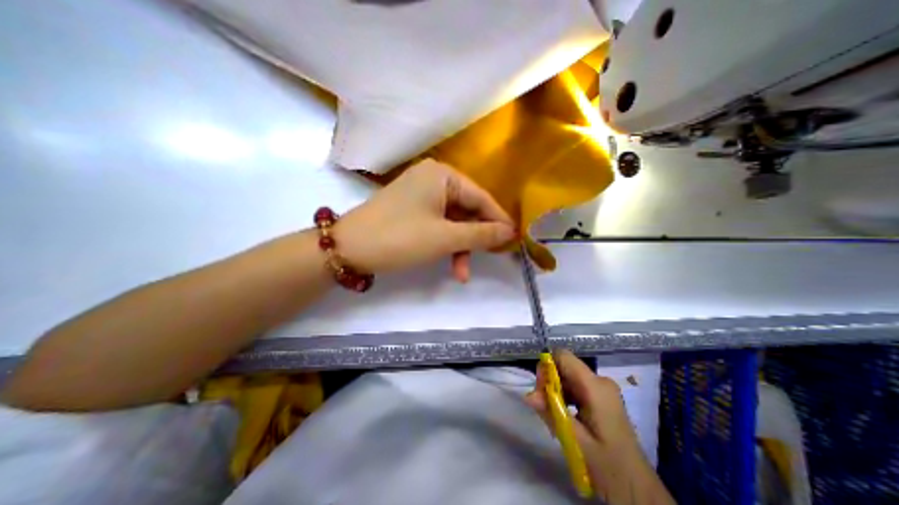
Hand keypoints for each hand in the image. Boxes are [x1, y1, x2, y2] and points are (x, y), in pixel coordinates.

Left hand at [333, 160, 517, 281]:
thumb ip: (481, 234)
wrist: (349, 249)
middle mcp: (433, 179)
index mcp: (442, 175)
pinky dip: (446, 244)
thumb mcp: (445, 237)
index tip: (514, 239)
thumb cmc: (400, 238)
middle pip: (467, 210)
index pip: (481, 198)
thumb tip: (510, 232)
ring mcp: (421, 195)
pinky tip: (451, 264)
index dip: (498, 220)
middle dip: (476, 238)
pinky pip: (439, 225)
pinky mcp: (413, 210)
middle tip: (490, 258)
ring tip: (462, 273)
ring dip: (460, 247)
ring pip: (453, 222)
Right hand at [528, 351, 672, 504]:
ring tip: (554, 417)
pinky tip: (564, 418)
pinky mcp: (602, 399)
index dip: (547, 366)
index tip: (540, 390)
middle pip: (564, 367)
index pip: (563, 356)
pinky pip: (576, 388)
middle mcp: (600, 381)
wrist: (640, 492)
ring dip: (556, 392)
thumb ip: (551, 413)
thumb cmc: (610, 467)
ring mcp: (603, 389)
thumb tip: (527, 395)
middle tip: (544, 408)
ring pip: (568, 378)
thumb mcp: (576, 441)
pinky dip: (565, 398)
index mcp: (595, 386)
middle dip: (549, 383)